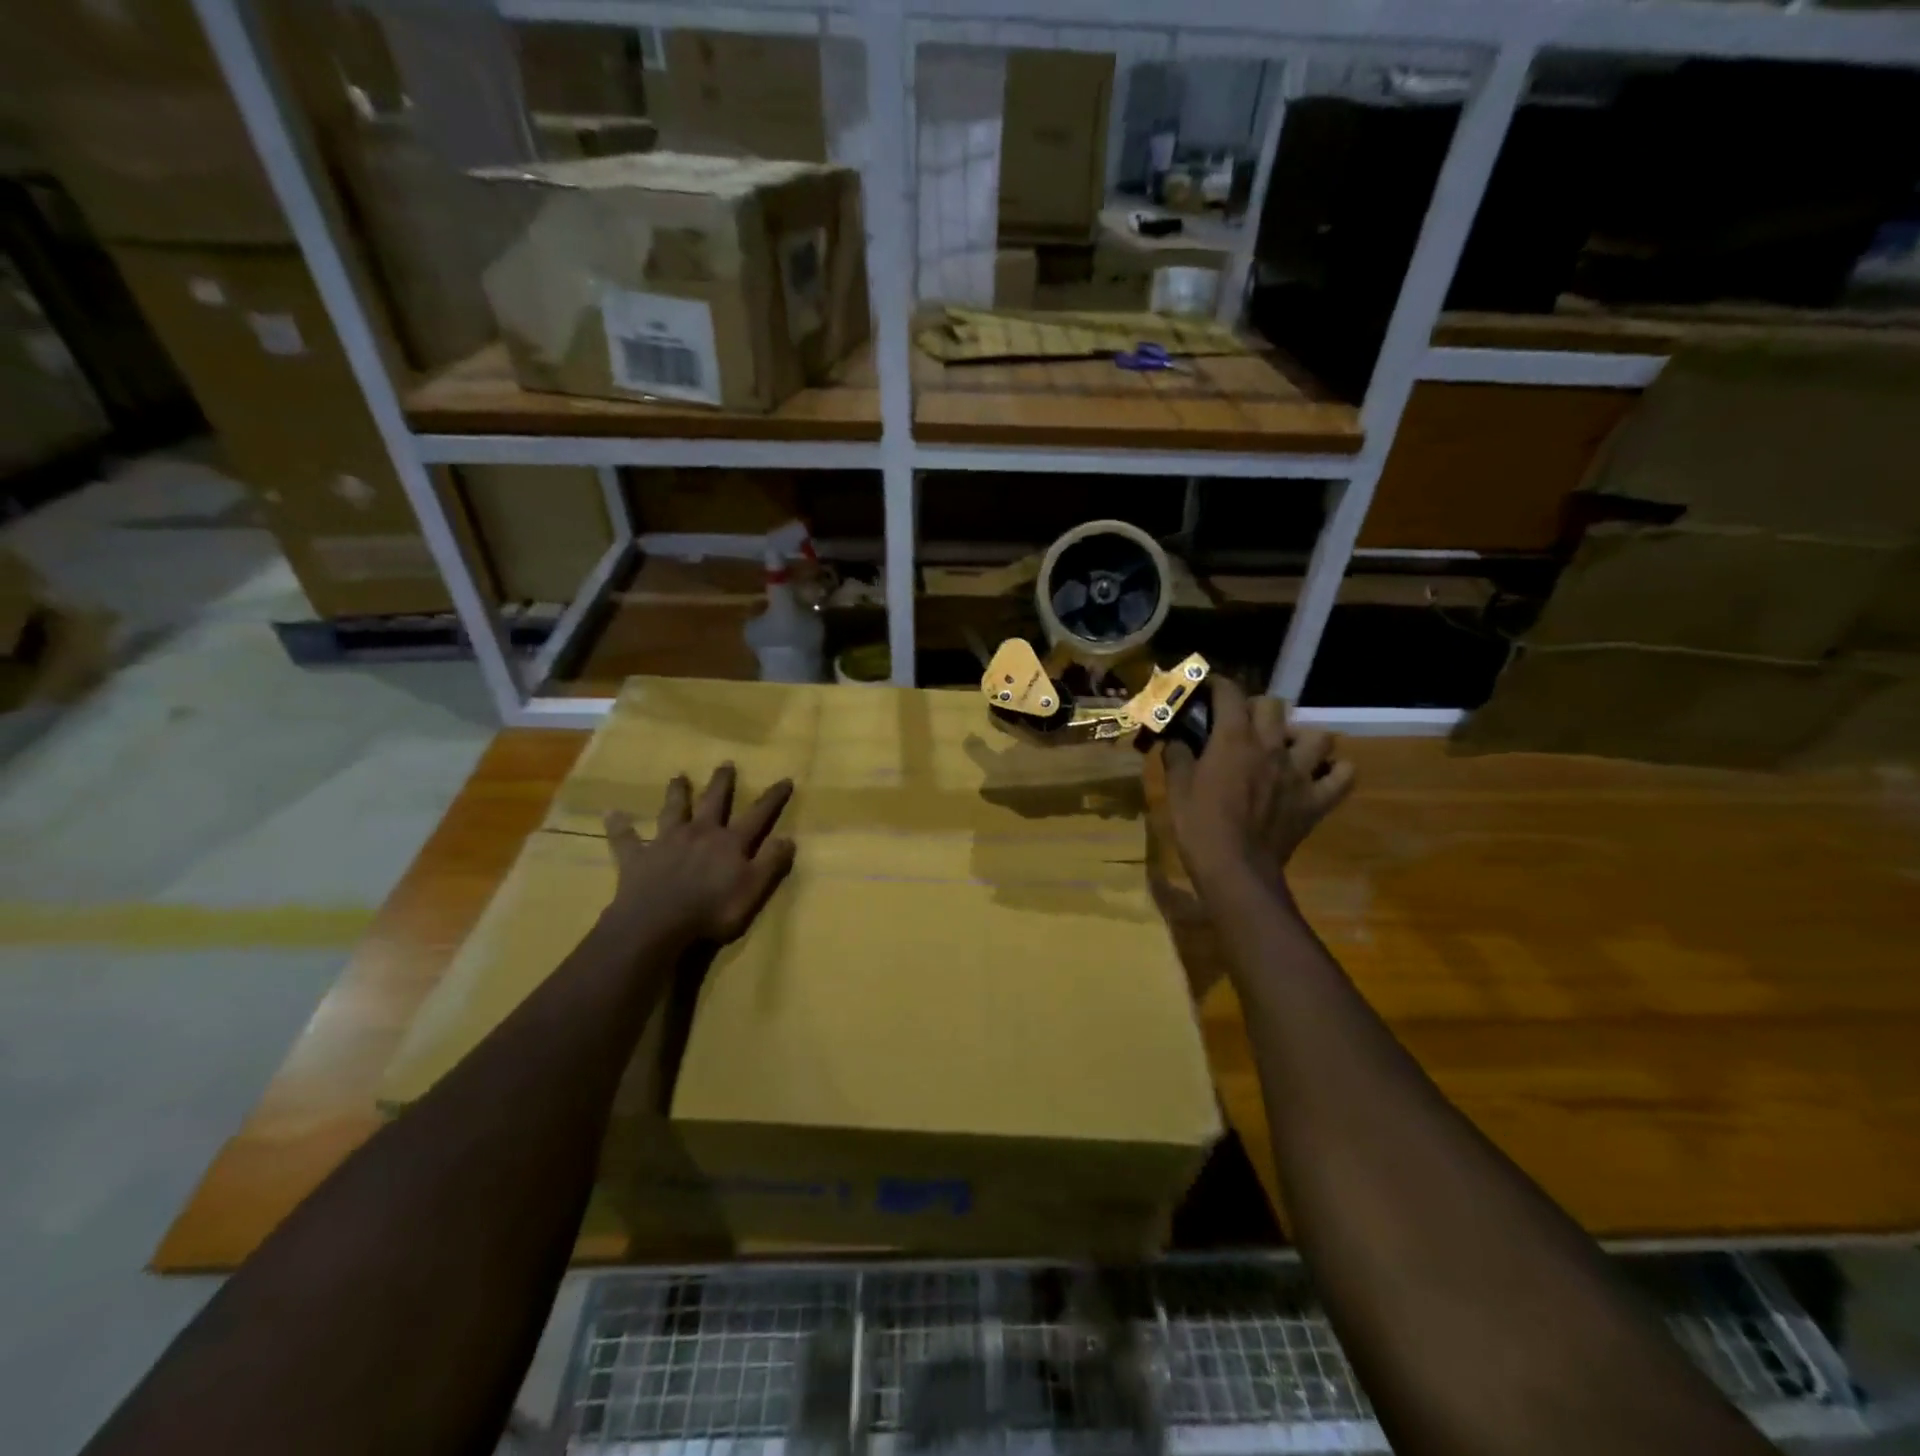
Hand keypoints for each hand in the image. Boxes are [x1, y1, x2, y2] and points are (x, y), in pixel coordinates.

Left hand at [604, 764, 796, 944]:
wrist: (657, 925)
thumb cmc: (712, 911)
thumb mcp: (753, 890)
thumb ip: (771, 863)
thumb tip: (789, 837)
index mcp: (730, 843)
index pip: (757, 816)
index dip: (772, 799)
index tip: (785, 780)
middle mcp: (700, 834)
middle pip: (713, 803)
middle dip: (722, 783)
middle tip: (725, 764)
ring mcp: (666, 843)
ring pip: (673, 811)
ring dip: (677, 793)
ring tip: (678, 776)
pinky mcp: (637, 858)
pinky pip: (626, 839)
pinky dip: (619, 826)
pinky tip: (611, 814)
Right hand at [1163, 679, 1353, 895]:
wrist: (1236, 870)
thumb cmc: (1199, 827)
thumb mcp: (1176, 789)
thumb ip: (1177, 756)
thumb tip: (1174, 740)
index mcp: (1233, 739)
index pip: (1229, 693)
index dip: (1218, 684)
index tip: (1208, 688)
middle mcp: (1270, 747)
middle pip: (1273, 705)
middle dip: (1256, 706)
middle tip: (1243, 722)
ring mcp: (1300, 773)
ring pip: (1317, 735)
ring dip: (1301, 737)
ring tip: (1286, 748)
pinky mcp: (1317, 800)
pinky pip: (1344, 776)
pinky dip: (1335, 771)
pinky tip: (1319, 775)